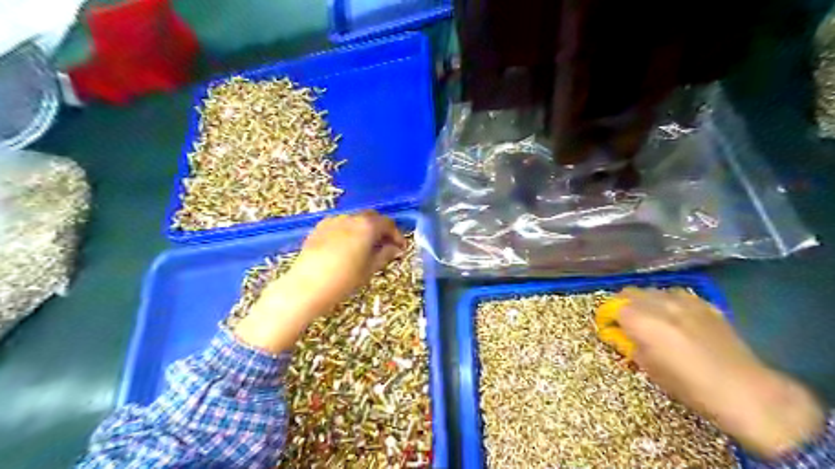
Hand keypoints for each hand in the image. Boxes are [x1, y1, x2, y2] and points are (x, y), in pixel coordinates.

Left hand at [233, 211, 405, 353]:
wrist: (307, 286)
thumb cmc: (344, 279)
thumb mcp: (370, 269)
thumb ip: (385, 254)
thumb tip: (395, 248)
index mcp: (367, 226)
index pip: (388, 224)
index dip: (397, 235)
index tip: (401, 248)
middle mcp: (351, 217)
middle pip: (372, 217)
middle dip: (381, 229)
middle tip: (386, 245)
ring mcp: (333, 221)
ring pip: (355, 220)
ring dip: (365, 229)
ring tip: (367, 247)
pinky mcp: (319, 228)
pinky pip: (340, 225)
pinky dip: (349, 231)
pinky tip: (348, 247)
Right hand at [611, 287, 819, 459]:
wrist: (744, 389)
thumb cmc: (688, 385)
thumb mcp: (648, 367)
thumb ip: (630, 344)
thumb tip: (621, 334)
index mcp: (641, 320)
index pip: (612, 307)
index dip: (608, 317)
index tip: (610, 327)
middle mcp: (658, 303)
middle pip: (629, 292)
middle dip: (623, 305)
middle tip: (627, 323)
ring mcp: (683, 300)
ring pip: (652, 291)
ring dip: (645, 302)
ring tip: (652, 319)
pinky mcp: (703, 303)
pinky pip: (675, 295)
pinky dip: (667, 302)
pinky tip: (676, 319)